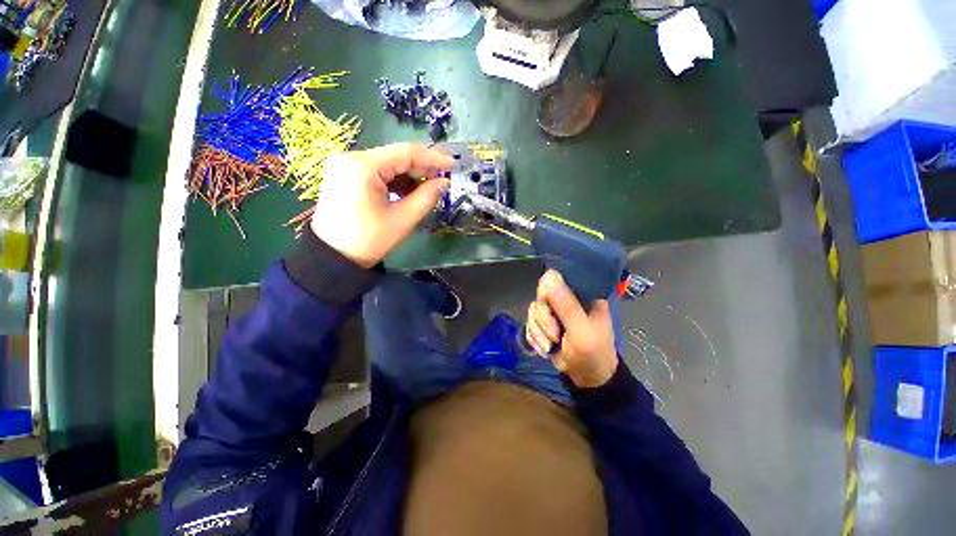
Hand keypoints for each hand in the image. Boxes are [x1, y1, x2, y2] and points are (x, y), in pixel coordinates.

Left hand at [311, 144, 452, 266]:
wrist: (332, 258)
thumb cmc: (368, 241)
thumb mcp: (402, 220)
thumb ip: (426, 197)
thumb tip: (444, 182)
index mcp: (363, 166)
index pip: (405, 152)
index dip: (433, 157)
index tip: (453, 165)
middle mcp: (351, 157)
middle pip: (395, 156)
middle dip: (421, 168)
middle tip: (442, 180)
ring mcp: (345, 165)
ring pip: (387, 164)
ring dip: (409, 175)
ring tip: (427, 189)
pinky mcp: (344, 174)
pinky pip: (376, 172)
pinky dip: (394, 180)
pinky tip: (407, 192)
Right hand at [526, 269, 618, 387]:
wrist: (588, 379)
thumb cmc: (593, 353)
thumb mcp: (582, 330)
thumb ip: (566, 305)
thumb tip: (550, 276)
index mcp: (581, 294)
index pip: (556, 277)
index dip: (547, 291)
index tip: (549, 306)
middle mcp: (566, 299)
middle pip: (541, 296)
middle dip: (544, 320)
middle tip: (554, 335)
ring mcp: (554, 312)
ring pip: (533, 311)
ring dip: (539, 332)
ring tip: (550, 346)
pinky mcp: (544, 325)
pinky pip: (529, 324)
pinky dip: (535, 338)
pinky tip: (545, 349)